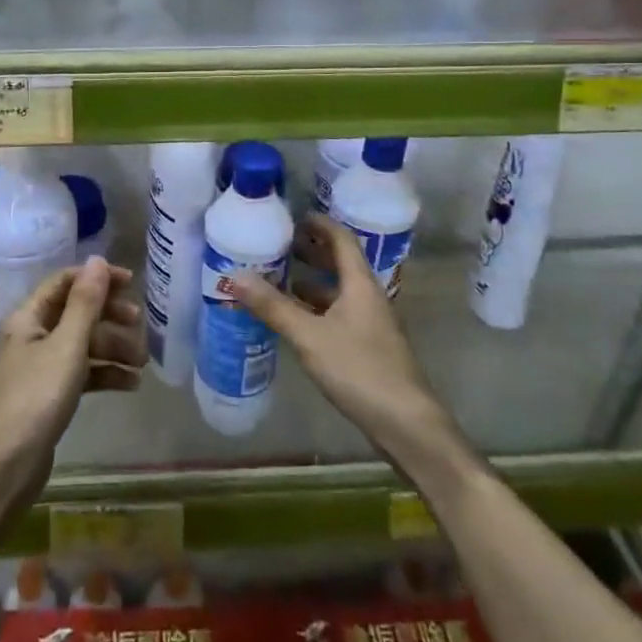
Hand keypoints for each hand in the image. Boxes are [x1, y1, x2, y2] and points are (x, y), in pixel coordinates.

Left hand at [0, 258, 144, 530]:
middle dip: (109, 317)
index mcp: (28, 318)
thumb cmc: (34, 400)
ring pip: (80, 345)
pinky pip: (80, 374)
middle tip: (140, 325)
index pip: (64, 283)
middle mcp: (31, 337)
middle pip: (75, 313)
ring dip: (111, 348)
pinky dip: (103, 374)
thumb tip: (97, 260)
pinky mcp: (46, 397)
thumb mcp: (66, 347)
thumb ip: (85, 303)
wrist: (2, 470)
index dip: (97, 279)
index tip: (132, 284)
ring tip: (143, 363)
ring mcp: (38, 368)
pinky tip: (130, 384)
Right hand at [227, 214, 449, 464]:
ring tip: (278, 278)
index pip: (342, 239)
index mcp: (360, 284)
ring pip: (338, 291)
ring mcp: (370, 324)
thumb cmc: (359, 370)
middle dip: (311, 251)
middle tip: (277, 244)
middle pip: (340, 263)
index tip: (293, 216)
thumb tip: (235, 275)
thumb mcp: (309, 336)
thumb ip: (273, 306)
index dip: (319, 224)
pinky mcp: (368, 347)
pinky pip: (338, 314)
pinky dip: (316, 308)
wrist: (407, 425)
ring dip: (311, 282)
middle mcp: (368, 297)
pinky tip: (295, 319)